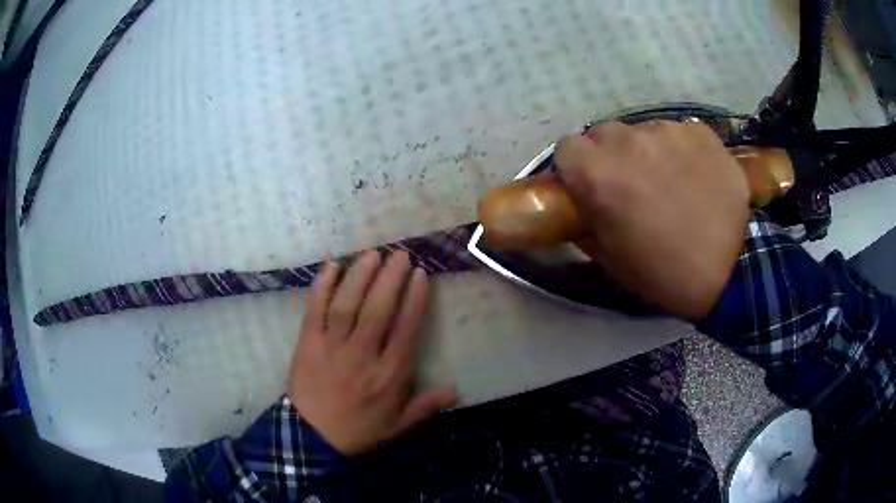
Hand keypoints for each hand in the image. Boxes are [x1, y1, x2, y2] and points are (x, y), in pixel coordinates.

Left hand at [286, 251, 455, 455]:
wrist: (313, 437)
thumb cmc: (358, 429)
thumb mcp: (397, 425)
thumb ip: (425, 407)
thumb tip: (455, 392)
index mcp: (388, 374)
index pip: (405, 329)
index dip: (414, 299)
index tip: (419, 275)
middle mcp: (362, 355)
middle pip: (378, 310)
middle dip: (390, 279)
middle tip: (399, 255)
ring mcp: (332, 347)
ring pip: (347, 305)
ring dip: (360, 277)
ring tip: (372, 255)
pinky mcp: (308, 343)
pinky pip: (314, 310)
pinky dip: (322, 287)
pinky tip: (331, 267)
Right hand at [554, 121, 750, 319]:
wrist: (731, 270)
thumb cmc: (664, 272)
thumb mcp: (611, 259)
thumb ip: (584, 222)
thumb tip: (579, 204)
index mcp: (598, 174)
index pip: (567, 149)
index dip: (577, 168)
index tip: (592, 187)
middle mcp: (627, 141)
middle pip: (603, 134)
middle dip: (610, 155)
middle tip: (631, 185)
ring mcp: (666, 130)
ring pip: (642, 131)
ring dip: (647, 152)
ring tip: (671, 182)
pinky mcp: (699, 131)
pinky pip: (678, 133)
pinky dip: (680, 150)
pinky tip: (696, 176)